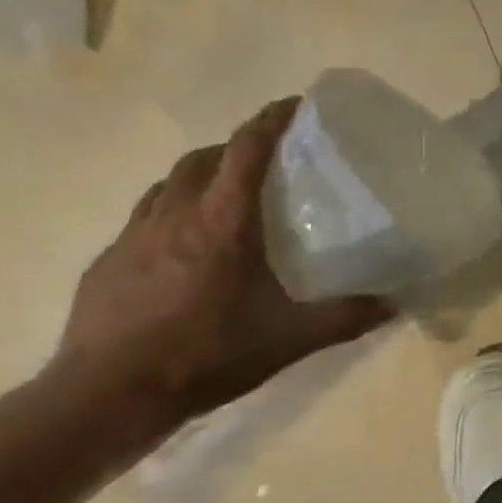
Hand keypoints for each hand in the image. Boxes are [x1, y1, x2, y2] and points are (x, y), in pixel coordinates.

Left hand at [49, 98, 393, 450]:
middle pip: (206, 157)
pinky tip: (178, 247)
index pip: (248, 148)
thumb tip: (395, 304)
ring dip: (199, 176)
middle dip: (236, 146)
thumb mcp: (288, 340)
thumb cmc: (205, 355)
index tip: (296, 105)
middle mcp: (177, 213)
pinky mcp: (108, 261)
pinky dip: (168, 212)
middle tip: (264, 161)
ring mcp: (134, 235)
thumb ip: (345, 317)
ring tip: (222, 196)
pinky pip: (143, 217)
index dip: (272, 119)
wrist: (106, 397)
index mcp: (223, 220)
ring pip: (170, 182)